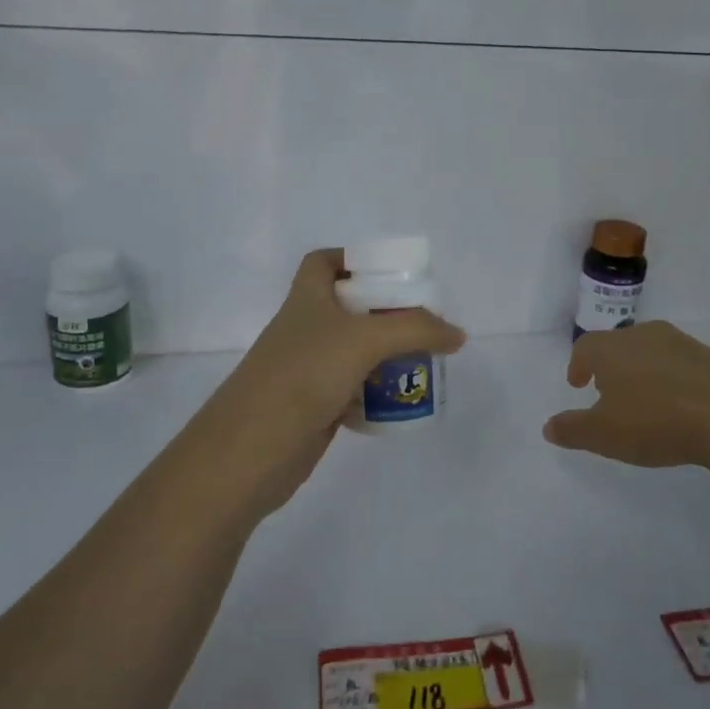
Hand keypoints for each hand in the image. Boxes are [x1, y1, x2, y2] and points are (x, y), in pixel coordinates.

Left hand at [196, 250, 465, 511]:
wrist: (252, 450)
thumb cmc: (304, 375)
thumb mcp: (364, 339)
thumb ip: (416, 330)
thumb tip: (457, 334)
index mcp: (307, 298)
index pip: (323, 261)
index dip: (353, 258)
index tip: (390, 272)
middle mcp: (307, 328)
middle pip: (350, 307)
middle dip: (386, 312)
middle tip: (424, 321)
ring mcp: (309, 368)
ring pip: (355, 350)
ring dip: (386, 353)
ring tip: (424, 359)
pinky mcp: (315, 405)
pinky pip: (354, 388)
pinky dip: (376, 391)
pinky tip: (401, 398)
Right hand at [542, 321, 709, 470]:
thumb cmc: (655, 421)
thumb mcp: (604, 434)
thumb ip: (573, 429)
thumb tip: (548, 426)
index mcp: (611, 349)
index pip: (585, 347)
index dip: (578, 364)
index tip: (578, 382)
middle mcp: (642, 335)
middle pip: (617, 344)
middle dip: (609, 365)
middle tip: (607, 389)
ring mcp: (679, 343)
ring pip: (649, 350)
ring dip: (640, 369)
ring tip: (642, 396)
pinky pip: (679, 363)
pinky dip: (670, 377)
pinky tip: (677, 402)